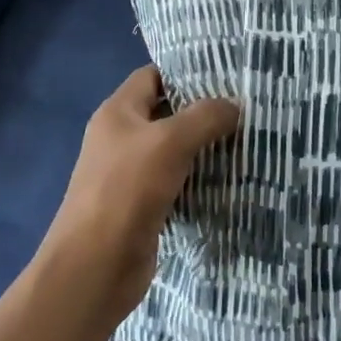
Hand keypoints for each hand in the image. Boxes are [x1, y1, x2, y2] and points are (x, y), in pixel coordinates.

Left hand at [37, 66, 239, 326]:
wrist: (95, 267)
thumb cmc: (127, 191)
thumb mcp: (170, 142)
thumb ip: (205, 117)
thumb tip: (234, 106)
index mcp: (117, 112)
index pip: (153, 76)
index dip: (185, 73)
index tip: (225, 75)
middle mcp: (120, 138)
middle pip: (166, 113)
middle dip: (202, 111)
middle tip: (244, 108)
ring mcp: (129, 175)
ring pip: (173, 150)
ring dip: (204, 148)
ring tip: (245, 140)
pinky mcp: (141, 207)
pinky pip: (175, 183)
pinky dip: (198, 180)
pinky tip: (229, 179)